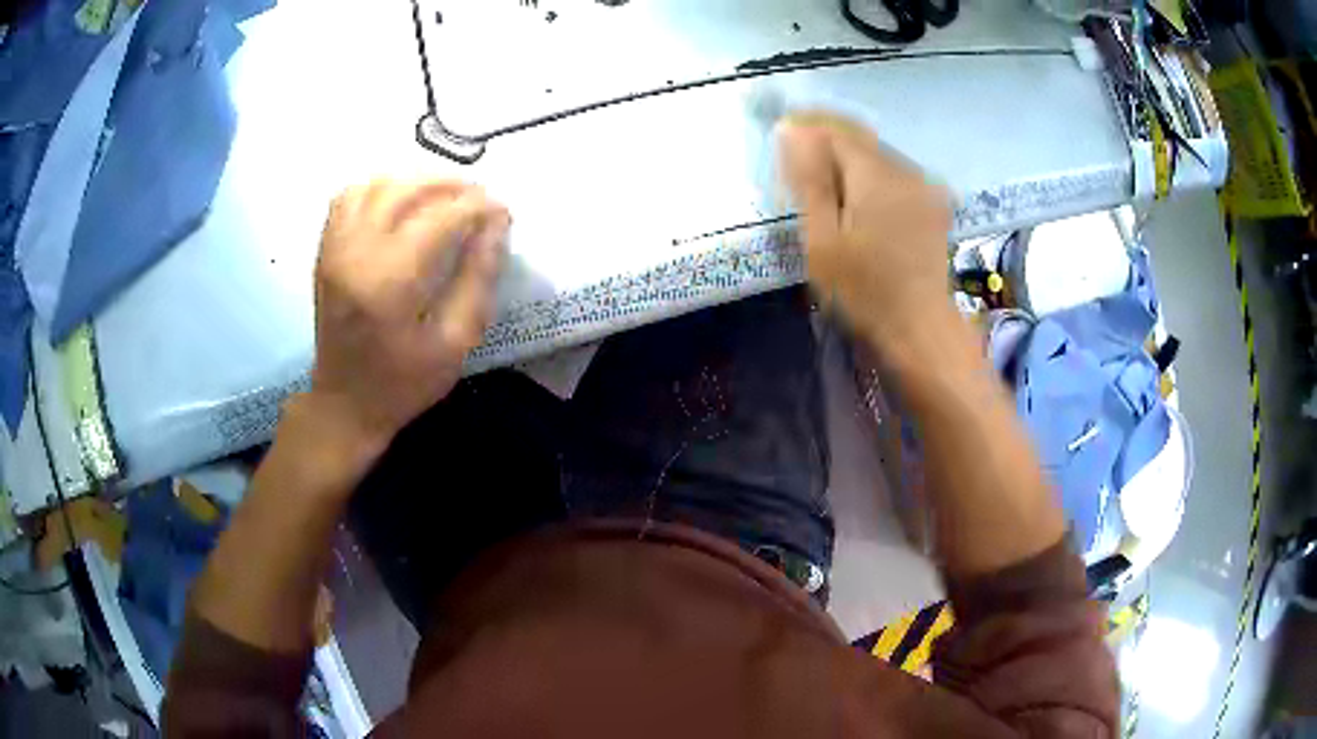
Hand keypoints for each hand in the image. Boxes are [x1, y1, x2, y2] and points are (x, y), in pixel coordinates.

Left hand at [308, 179, 509, 450]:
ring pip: (377, 184)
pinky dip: (380, 187)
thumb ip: (478, 278)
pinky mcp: (326, 250)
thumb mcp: (455, 342)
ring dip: (416, 179)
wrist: (344, 403)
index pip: (441, 217)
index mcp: (389, 282)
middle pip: (407, 189)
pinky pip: (349, 196)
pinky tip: (402, 201)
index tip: (503, 213)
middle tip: (480, 198)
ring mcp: (335, 247)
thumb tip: (497, 225)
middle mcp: (356, 252)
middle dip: (451, 184)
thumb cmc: (403, 383)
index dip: (478, 207)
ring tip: (444, 195)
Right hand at [777, 112, 954, 349]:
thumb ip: (809, 180)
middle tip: (798, 165)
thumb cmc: (863, 291)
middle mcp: (905, 169)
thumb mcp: (823, 239)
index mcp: (876, 175)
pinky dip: (870, 177)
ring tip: (824, 183)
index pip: (836, 131)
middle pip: (859, 139)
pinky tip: (858, 200)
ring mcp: (924, 186)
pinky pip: (895, 174)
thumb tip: (792, 130)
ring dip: (849, 160)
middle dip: (827, 142)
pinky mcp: (933, 204)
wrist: (919, 328)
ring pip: (877, 155)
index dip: (806, 129)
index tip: (782, 141)